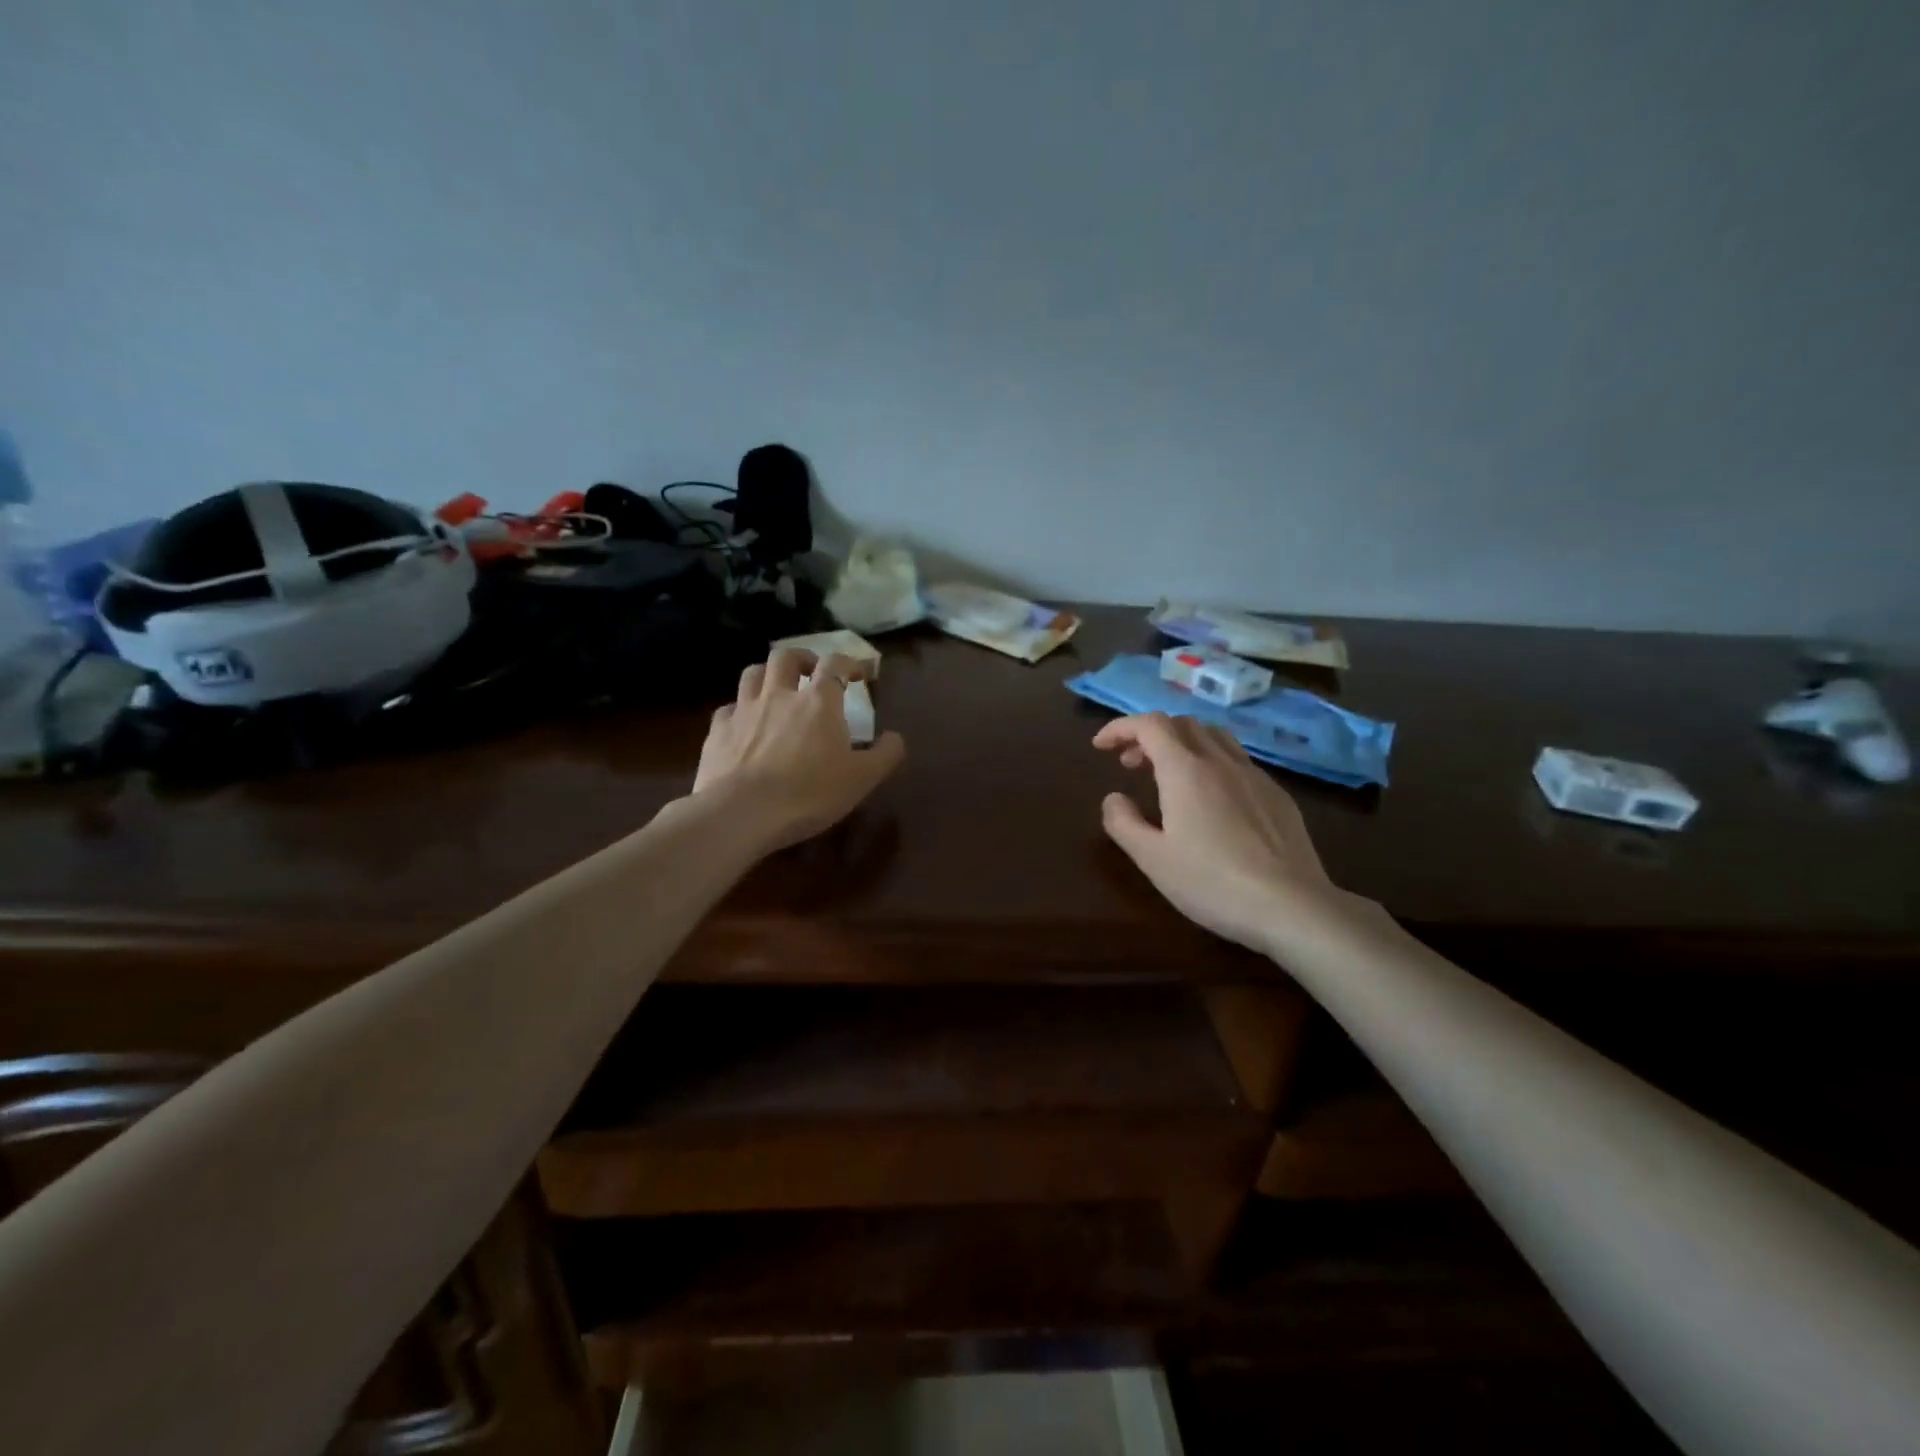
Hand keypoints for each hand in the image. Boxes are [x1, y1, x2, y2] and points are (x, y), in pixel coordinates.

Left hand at [694, 649, 904, 851]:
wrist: (741, 813)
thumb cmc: (809, 794)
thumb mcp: (861, 779)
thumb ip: (885, 755)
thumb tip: (895, 737)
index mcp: (819, 702)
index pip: (835, 664)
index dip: (849, 662)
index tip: (859, 673)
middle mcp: (779, 695)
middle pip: (786, 657)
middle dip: (803, 658)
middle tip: (812, 672)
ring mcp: (744, 710)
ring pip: (753, 673)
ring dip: (767, 675)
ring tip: (776, 689)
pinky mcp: (717, 731)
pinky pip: (727, 708)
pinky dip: (739, 710)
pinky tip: (743, 724)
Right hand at [1094, 712, 1343, 953]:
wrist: (1291, 906)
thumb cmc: (1212, 883)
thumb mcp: (1152, 859)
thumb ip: (1123, 823)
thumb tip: (1114, 798)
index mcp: (1185, 770)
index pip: (1149, 725)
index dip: (1120, 727)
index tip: (1100, 746)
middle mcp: (1221, 761)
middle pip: (1182, 724)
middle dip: (1149, 735)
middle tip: (1130, 764)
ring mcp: (1255, 776)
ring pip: (1214, 736)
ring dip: (1182, 743)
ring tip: (1169, 773)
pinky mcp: (1278, 795)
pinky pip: (1238, 761)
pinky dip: (1211, 762)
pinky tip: (1211, 799)